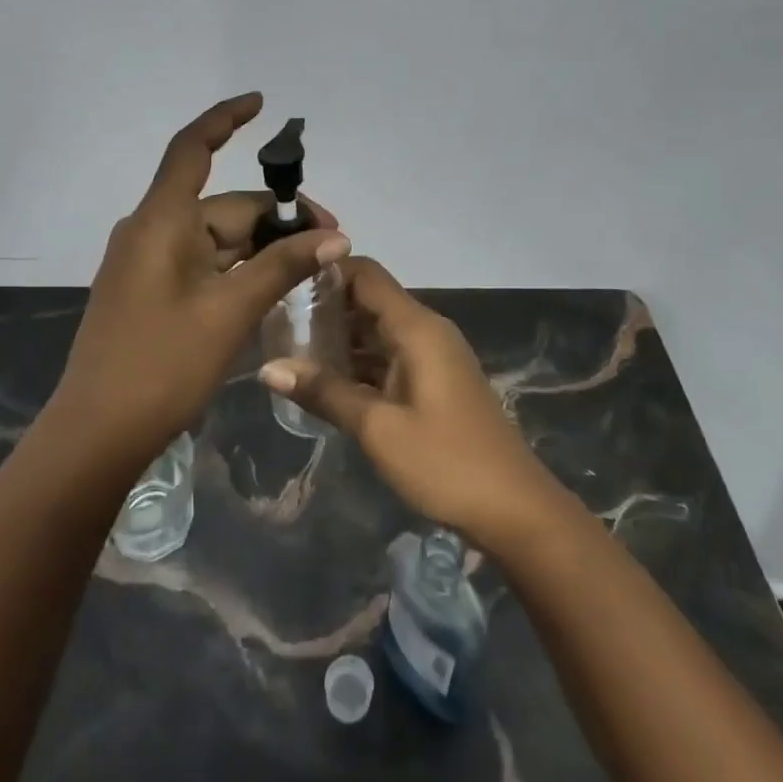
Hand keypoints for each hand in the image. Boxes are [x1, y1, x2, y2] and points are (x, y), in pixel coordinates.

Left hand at [48, 93, 350, 465]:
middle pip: (222, 205)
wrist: (97, 434)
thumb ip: (283, 266)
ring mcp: (147, 262)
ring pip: (216, 238)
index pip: (193, 147)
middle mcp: (151, 230)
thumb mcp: (231, 311)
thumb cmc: (162, 364)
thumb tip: (337, 237)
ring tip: (309, 271)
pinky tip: (271, 289)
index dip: (226, 118)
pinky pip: (202, 264)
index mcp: (161, 220)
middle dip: (275, 218)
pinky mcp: (149, 291)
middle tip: (329, 244)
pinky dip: (237, 269)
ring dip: (260, 249)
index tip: (261, 103)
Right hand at [259, 258, 568, 550]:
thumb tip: (267, 368)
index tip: (283, 284)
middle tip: (277, 322)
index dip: (325, 272)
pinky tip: (326, 381)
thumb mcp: (378, 429)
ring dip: (340, 337)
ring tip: (290, 349)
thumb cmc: (445, 462)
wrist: (515, 509)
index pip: (365, 275)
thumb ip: (324, 392)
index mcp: (416, 328)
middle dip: (325, 307)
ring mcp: (433, 357)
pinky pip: (389, 356)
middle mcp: (426, 331)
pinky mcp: (435, 381)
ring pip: (378, 330)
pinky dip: (359, 361)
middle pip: (370, 299)